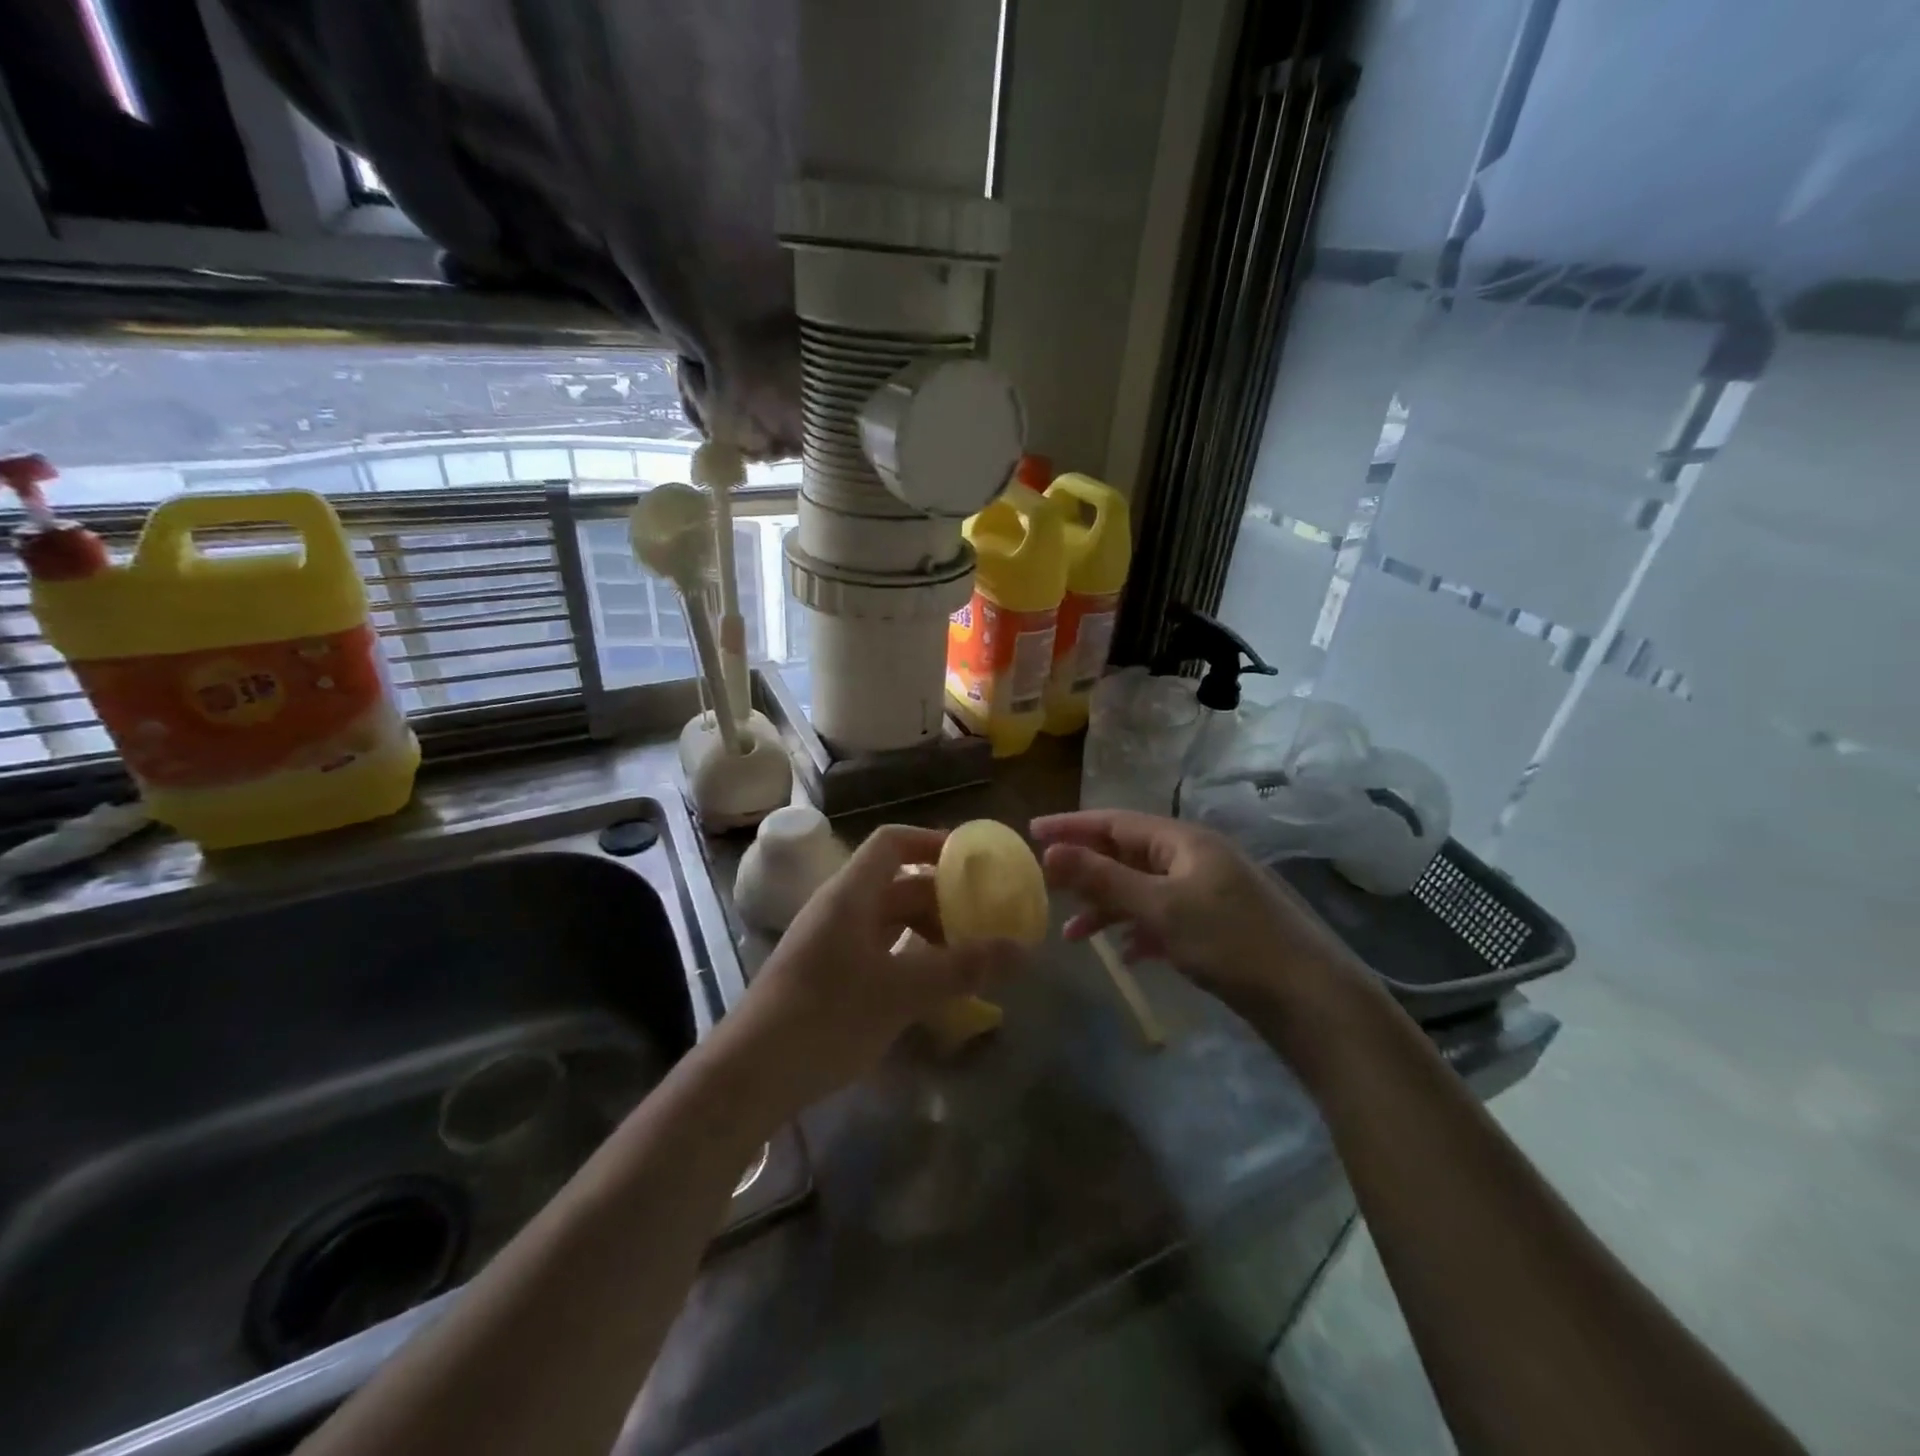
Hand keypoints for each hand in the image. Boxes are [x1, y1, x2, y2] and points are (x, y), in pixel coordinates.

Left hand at [705, 825, 1019, 1126]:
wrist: (749, 1076)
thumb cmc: (826, 1017)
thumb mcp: (901, 991)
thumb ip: (962, 968)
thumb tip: (1023, 949)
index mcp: (850, 894)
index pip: (892, 843)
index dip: (932, 842)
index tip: (974, 861)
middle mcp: (840, 909)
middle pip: (897, 884)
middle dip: (943, 898)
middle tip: (986, 919)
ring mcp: (831, 943)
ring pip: (889, 921)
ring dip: (929, 931)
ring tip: (969, 956)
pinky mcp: (828, 976)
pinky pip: (879, 951)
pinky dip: (910, 958)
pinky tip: (934, 987)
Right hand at [1031, 809, 1366, 1029]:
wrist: (1310, 998)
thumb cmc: (1230, 942)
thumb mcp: (1160, 908)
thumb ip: (1103, 879)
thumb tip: (1051, 850)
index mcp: (1184, 841)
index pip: (1115, 823)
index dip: (1072, 826)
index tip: (1032, 832)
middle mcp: (1196, 858)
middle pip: (1128, 854)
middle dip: (1087, 870)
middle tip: (1046, 883)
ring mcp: (1210, 892)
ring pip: (1145, 889)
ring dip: (1109, 907)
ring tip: (1074, 934)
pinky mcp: (1219, 925)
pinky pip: (1166, 916)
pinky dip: (1140, 930)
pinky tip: (1128, 955)